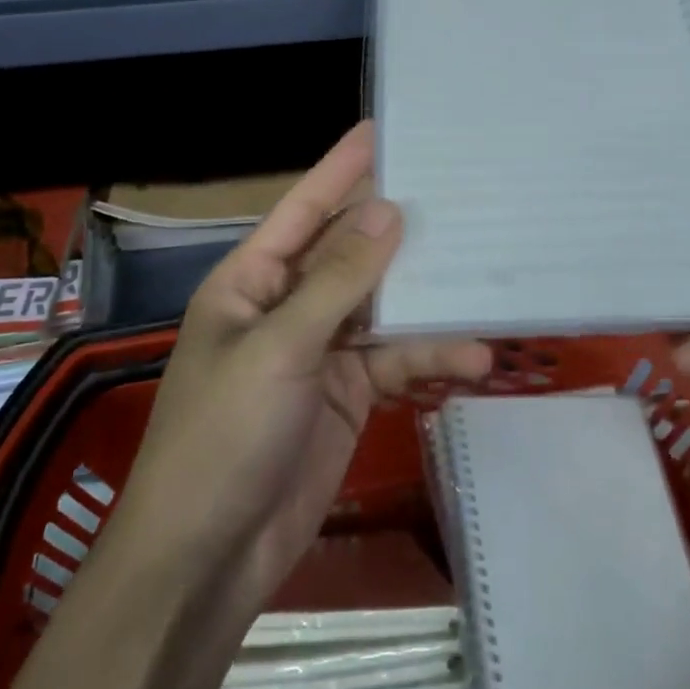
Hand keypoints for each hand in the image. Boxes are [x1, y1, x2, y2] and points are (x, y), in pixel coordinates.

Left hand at [106, 122, 491, 618]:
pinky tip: (472, 356)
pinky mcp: (348, 395)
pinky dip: (430, 356)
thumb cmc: (224, 435)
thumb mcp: (280, 348)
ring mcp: (320, 351)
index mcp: (252, 280)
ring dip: (426, 298)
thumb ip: (339, 280)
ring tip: (482, 272)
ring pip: (381, 306)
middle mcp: (287, 304)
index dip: (342, 168)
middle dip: (398, 227)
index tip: (382, 129)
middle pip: (351, 252)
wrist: (207, 558)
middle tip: (456, 191)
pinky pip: (394, 360)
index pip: (305, 209)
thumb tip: (389, 210)